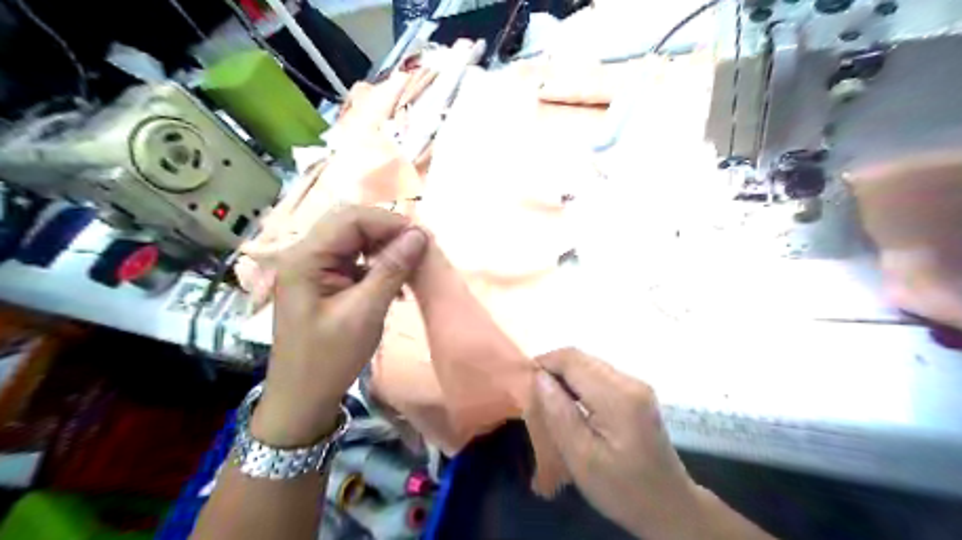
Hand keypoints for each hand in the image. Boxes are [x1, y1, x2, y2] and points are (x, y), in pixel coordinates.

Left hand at [254, 204, 426, 444]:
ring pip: (355, 241)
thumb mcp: (365, 313)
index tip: (423, 239)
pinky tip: (395, 282)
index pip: (351, 219)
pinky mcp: (324, 282)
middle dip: (388, 232)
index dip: (389, 222)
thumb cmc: (329, 359)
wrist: (302, 399)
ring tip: (411, 265)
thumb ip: (391, 270)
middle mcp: (306, 255)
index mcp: (306, 258)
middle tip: (419, 249)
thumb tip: (419, 235)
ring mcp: (314, 268)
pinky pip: (354, 260)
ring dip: (384, 248)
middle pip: (351, 224)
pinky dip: (378, 265)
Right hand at [538, 347, 703, 537]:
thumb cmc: (622, 489)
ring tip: (550, 402)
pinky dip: (579, 384)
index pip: (572, 360)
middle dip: (553, 370)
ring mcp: (637, 385)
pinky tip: (572, 407)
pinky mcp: (637, 393)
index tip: (524, 382)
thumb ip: (559, 413)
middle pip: (581, 358)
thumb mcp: (581, 457)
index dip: (544, 363)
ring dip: (565, 377)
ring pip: (589, 365)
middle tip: (535, 396)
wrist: (669, 507)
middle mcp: (630, 381)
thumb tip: (540, 377)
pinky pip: (599, 376)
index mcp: (618, 396)